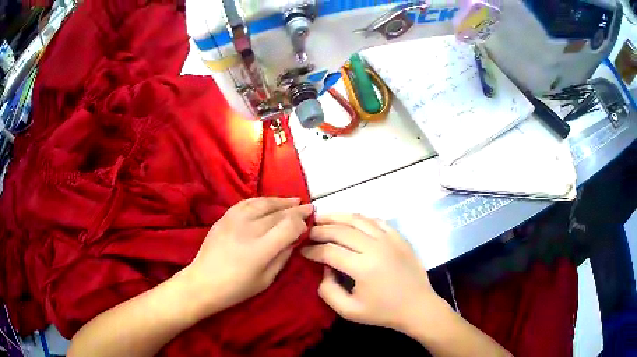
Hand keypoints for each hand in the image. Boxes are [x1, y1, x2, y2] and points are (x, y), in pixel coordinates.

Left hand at [183, 197, 312, 314]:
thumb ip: (282, 257)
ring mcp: (234, 220)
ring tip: (293, 200)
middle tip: (308, 207)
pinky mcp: (224, 217)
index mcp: (261, 249)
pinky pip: (246, 202)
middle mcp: (249, 229)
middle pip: (278, 213)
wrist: (203, 282)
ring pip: (263, 203)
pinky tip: (268, 202)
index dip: (301, 222)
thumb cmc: (237, 288)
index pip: (289, 225)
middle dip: (295, 209)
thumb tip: (295, 239)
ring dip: (280, 201)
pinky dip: (261, 200)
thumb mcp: (266, 279)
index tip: (307, 224)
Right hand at [302, 214, 448, 331]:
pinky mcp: (398, 237)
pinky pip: (375, 220)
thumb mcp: (348, 310)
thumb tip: (324, 268)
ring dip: (337, 216)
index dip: (312, 250)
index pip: (329, 251)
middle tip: (308, 232)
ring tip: (322, 217)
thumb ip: (328, 290)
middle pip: (340, 230)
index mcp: (362, 267)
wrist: (417, 306)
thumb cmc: (383, 312)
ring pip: (357, 219)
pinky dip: (359, 218)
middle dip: (320, 230)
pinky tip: (350, 221)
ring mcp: (389, 239)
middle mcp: (375, 247)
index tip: (302, 250)